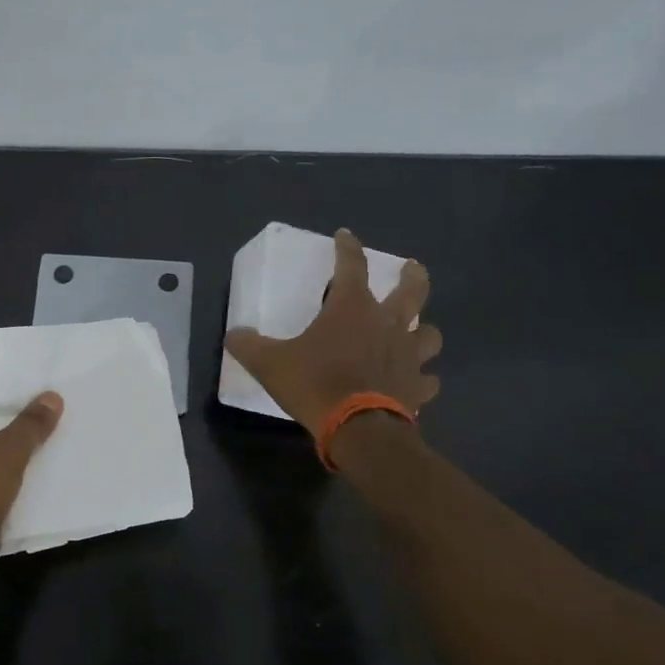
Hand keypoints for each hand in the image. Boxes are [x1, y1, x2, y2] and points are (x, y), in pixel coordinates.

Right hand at [226, 227, 439, 433]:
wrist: (359, 429)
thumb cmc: (315, 384)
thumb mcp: (270, 364)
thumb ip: (249, 346)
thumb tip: (235, 335)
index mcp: (351, 308)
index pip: (352, 265)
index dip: (347, 247)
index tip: (345, 235)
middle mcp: (387, 324)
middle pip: (412, 291)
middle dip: (413, 276)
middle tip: (412, 268)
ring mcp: (408, 356)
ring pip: (430, 334)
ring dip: (424, 330)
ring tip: (419, 331)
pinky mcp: (418, 387)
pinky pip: (428, 379)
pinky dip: (423, 378)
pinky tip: (418, 382)